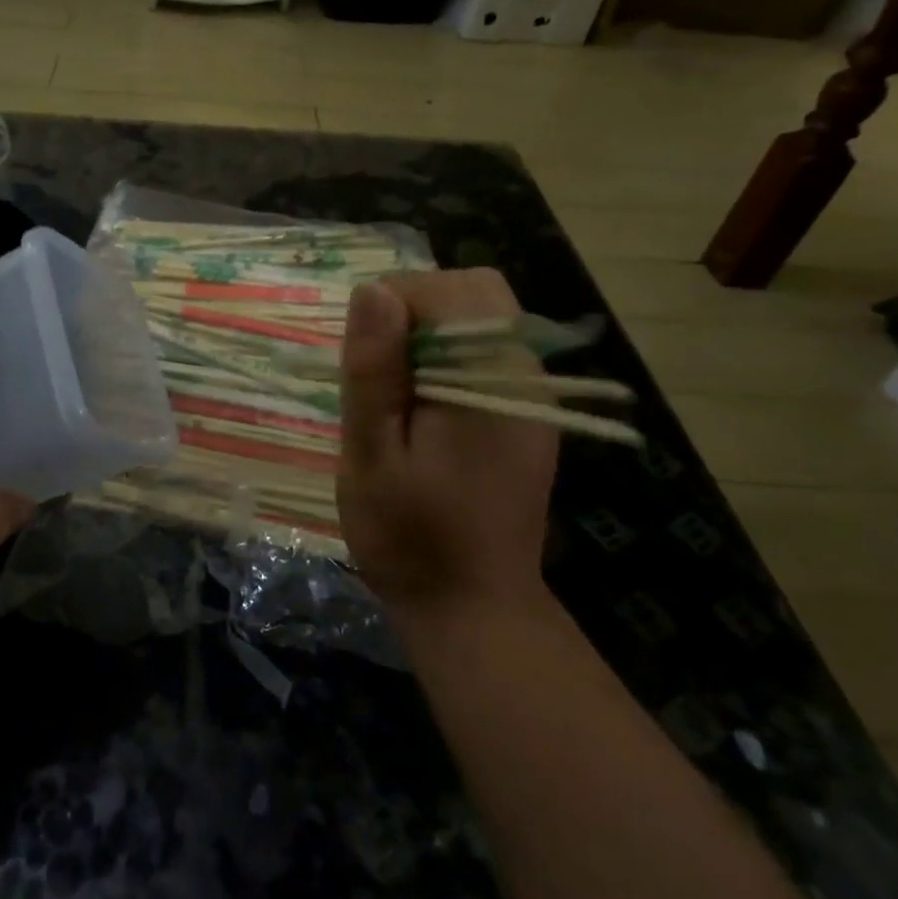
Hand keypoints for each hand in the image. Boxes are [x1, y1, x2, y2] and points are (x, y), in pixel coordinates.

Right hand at [337, 269, 559, 624]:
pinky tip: (423, 411)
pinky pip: (484, 352)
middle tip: (380, 373)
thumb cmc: (410, 537)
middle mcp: (524, 375)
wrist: (472, 608)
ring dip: (429, 335)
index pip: (449, 290)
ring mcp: (531, 394)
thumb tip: (372, 290)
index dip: (395, 306)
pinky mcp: (524, 413)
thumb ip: (374, 371)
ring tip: (397, 395)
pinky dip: (446, 359)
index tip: (366, 361)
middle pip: (475, 292)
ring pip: (480, 317)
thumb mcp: (371, 455)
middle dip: (415, 310)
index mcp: (489, 382)